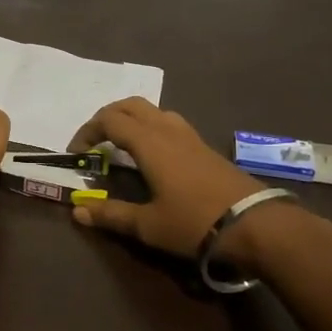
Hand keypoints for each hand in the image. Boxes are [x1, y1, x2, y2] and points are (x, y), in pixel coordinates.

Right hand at [67, 98, 275, 259]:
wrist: (255, 225)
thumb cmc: (194, 223)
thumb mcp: (148, 225)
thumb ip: (111, 215)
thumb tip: (78, 212)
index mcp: (149, 142)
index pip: (109, 121)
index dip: (88, 131)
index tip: (76, 152)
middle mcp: (167, 130)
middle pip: (131, 105)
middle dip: (108, 116)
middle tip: (95, 139)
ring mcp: (190, 136)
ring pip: (154, 111)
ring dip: (132, 118)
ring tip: (122, 143)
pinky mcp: (205, 147)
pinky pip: (170, 123)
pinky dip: (152, 127)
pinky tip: (154, 154)